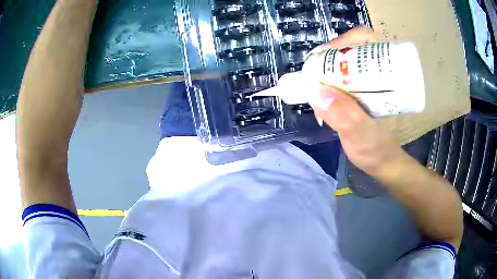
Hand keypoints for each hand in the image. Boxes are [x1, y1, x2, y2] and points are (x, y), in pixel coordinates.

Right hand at [310, 27, 403, 176]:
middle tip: (314, 73)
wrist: (383, 163)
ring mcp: (368, 81)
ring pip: (344, 61)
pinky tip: (320, 92)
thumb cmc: (377, 151)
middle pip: (352, 47)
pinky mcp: (359, 91)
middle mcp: (377, 74)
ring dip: (326, 68)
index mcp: (386, 76)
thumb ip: (345, 117)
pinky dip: (327, 79)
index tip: (322, 57)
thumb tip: (316, 89)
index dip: (343, 41)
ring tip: (313, 83)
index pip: (365, 40)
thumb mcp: (362, 137)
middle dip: (330, 55)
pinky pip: (341, 76)